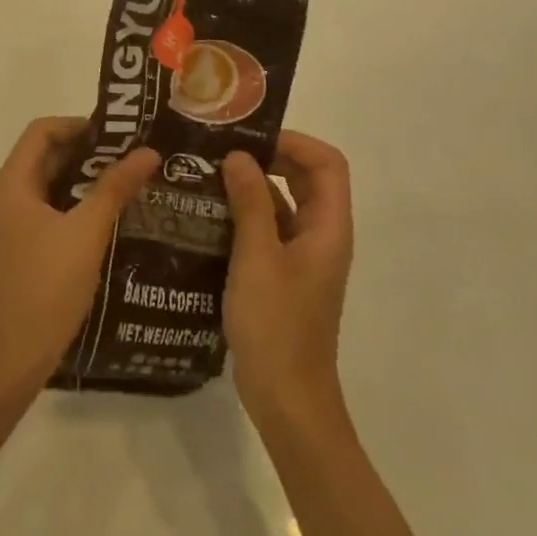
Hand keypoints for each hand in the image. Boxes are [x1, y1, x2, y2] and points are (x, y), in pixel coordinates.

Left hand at [0, 118, 157, 403]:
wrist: (12, 357)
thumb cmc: (46, 287)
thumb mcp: (86, 232)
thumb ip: (116, 188)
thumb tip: (149, 151)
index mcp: (12, 183)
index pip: (42, 131)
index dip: (79, 124)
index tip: (120, 134)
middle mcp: (8, 195)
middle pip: (48, 155)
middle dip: (90, 151)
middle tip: (135, 156)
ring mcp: (15, 223)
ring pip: (53, 185)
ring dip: (89, 180)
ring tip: (133, 182)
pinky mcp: (25, 247)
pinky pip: (54, 210)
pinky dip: (81, 205)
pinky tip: (115, 217)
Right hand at [222, 131, 353, 428]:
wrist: (287, 398)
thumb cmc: (276, 325)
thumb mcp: (257, 258)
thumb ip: (251, 203)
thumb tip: (238, 156)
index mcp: (328, 227)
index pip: (328, 163)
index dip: (294, 141)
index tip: (249, 137)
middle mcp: (321, 235)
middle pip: (306, 178)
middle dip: (269, 157)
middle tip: (222, 149)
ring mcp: (301, 256)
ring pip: (284, 203)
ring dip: (252, 185)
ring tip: (208, 174)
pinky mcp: (281, 274)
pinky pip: (267, 228)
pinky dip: (244, 213)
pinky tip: (208, 213)